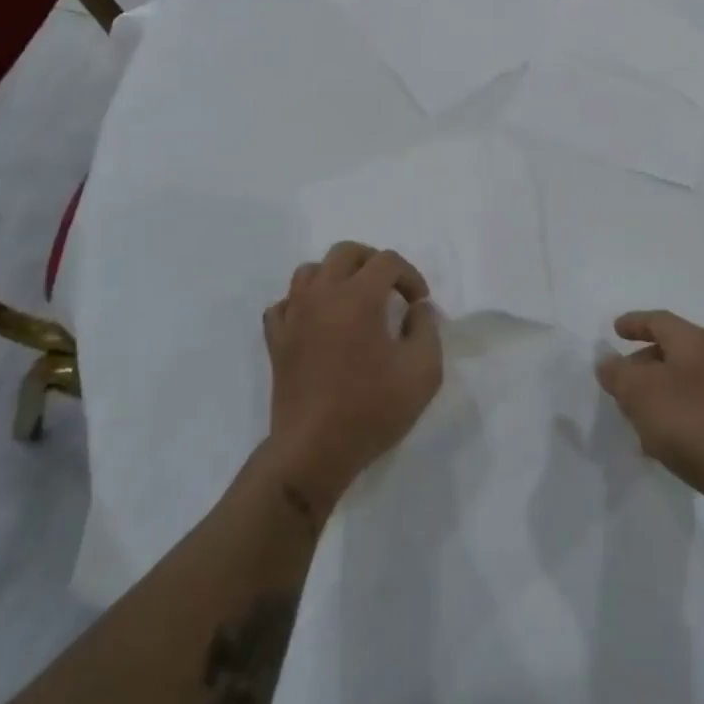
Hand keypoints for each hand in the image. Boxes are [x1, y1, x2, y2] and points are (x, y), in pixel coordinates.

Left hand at [261, 242, 442, 517]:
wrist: (314, 451)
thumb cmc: (372, 409)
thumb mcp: (423, 371)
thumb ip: (427, 329)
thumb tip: (417, 309)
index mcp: (358, 297)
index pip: (387, 261)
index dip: (410, 276)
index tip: (419, 304)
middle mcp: (322, 295)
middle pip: (345, 252)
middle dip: (373, 262)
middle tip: (390, 289)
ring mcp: (294, 316)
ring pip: (310, 271)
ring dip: (336, 276)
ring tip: (354, 300)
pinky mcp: (277, 341)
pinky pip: (285, 303)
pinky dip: (303, 303)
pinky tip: (318, 322)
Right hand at [596, 310, 703, 533]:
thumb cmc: (691, 420)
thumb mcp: (641, 392)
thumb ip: (618, 373)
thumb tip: (607, 360)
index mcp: (692, 342)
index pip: (658, 320)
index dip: (634, 322)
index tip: (614, 330)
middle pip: (669, 352)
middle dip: (641, 363)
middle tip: (618, 380)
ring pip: (679, 385)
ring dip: (654, 396)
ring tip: (631, 416)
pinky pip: (691, 414)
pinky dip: (670, 420)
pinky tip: (657, 446)